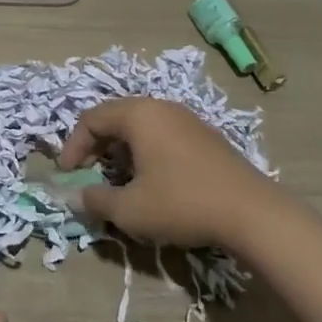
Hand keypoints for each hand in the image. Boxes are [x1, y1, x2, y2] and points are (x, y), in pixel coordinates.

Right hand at [58, 98, 284, 249]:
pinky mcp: (206, 136)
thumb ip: (96, 201)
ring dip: (121, 149)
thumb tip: (78, 196)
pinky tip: (152, 180)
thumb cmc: (182, 203)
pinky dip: (145, 151)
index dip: (73, 146)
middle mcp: (161, 107)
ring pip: (140, 126)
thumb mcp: (130, 210)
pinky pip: (162, 134)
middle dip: (95, 146)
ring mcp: (187, 119)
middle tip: (88, 173)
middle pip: (115, 117)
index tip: (68, 176)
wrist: (252, 213)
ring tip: (118, 178)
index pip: (91, 119)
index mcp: (138, 115)